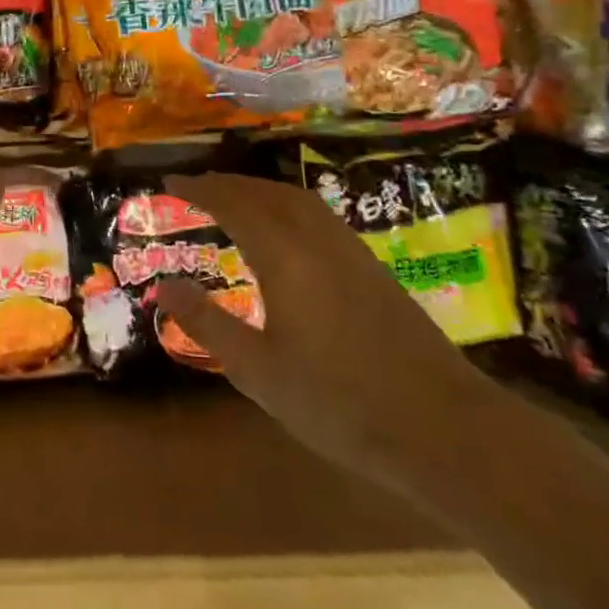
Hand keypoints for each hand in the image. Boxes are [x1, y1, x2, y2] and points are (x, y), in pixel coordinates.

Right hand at [157, 172, 504, 499]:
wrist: (444, 428)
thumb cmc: (339, 402)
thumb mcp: (258, 371)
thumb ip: (207, 323)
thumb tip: (165, 286)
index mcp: (284, 256)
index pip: (232, 204)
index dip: (198, 189)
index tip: (169, 180)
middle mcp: (317, 240)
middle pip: (266, 193)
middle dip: (227, 183)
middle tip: (196, 186)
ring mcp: (351, 251)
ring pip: (298, 200)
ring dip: (260, 190)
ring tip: (236, 199)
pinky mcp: (374, 269)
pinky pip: (319, 215)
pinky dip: (289, 206)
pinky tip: (289, 232)